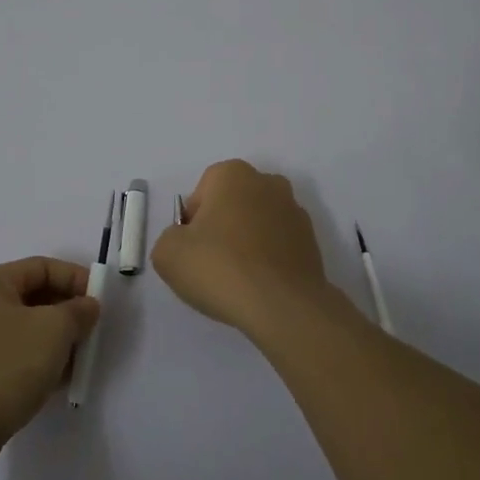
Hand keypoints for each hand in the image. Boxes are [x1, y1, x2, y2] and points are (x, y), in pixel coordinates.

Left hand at [0, 257, 100, 477]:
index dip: (75, 278)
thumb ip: (77, 312)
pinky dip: (42, 364)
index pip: (43, 267)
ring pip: (30, 331)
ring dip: (59, 342)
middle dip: (69, 313)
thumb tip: (87, 306)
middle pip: (36, 298)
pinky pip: (19, 358)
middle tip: (93, 333)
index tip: (101, 300)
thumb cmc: (4, 366)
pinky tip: (60, 382)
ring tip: (80, 362)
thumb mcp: (53, 330)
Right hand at [151, 160, 346, 338]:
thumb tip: (186, 241)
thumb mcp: (168, 254)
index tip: (192, 250)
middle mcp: (268, 182)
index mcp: (233, 174)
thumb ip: (170, 238)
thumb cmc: (220, 268)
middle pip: (232, 204)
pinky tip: (260, 286)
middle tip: (212, 263)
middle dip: (221, 227)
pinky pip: (279, 245)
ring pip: (258, 223)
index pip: (202, 192)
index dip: (192, 222)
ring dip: (247, 242)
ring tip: (238, 279)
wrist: (282, 306)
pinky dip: (268, 259)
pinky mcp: (312, 241)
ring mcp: (295, 211)